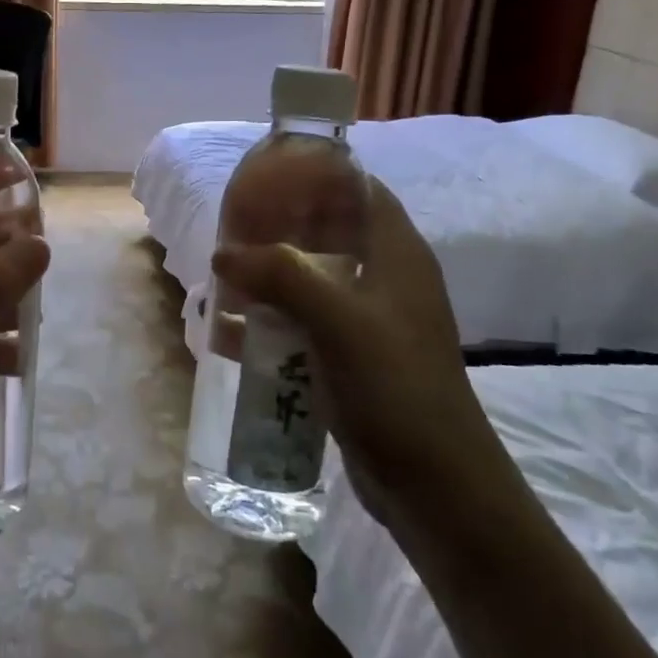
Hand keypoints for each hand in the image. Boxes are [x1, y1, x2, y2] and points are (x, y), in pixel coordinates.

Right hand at [211, 177, 513, 527]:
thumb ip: (281, 275)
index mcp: (397, 254)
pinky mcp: (353, 358)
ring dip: (271, 276)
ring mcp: (369, 322)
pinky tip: (234, 331)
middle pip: (330, 233)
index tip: (268, 174)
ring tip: (224, 276)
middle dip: (281, 227)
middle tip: (232, 226)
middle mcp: (385, 279)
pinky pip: (306, 323)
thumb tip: (223, 254)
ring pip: (313, 279)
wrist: (434, 483)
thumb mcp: (338, 320)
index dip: (319, 175)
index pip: (361, 190)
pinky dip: (273, 320)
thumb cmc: (395, 386)